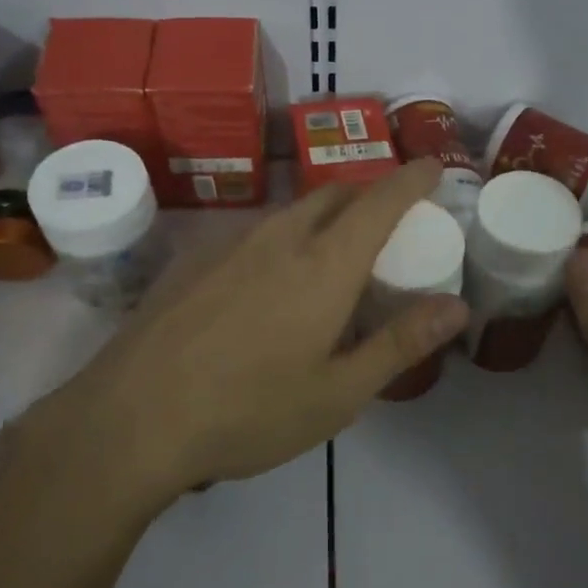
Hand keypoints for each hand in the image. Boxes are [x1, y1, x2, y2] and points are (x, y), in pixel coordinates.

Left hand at [18, 159, 468, 510]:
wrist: (131, 419)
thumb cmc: (248, 412)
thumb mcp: (338, 393)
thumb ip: (399, 343)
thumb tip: (456, 306)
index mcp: (324, 265)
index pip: (380, 200)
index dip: (411, 178)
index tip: (431, 167)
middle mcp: (279, 238)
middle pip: (334, 194)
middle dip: (368, 195)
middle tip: (387, 224)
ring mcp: (229, 244)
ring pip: (291, 212)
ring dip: (324, 217)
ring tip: (331, 257)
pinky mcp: (192, 259)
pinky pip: (253, 233)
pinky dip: (282, 239)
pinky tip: (267, 285)